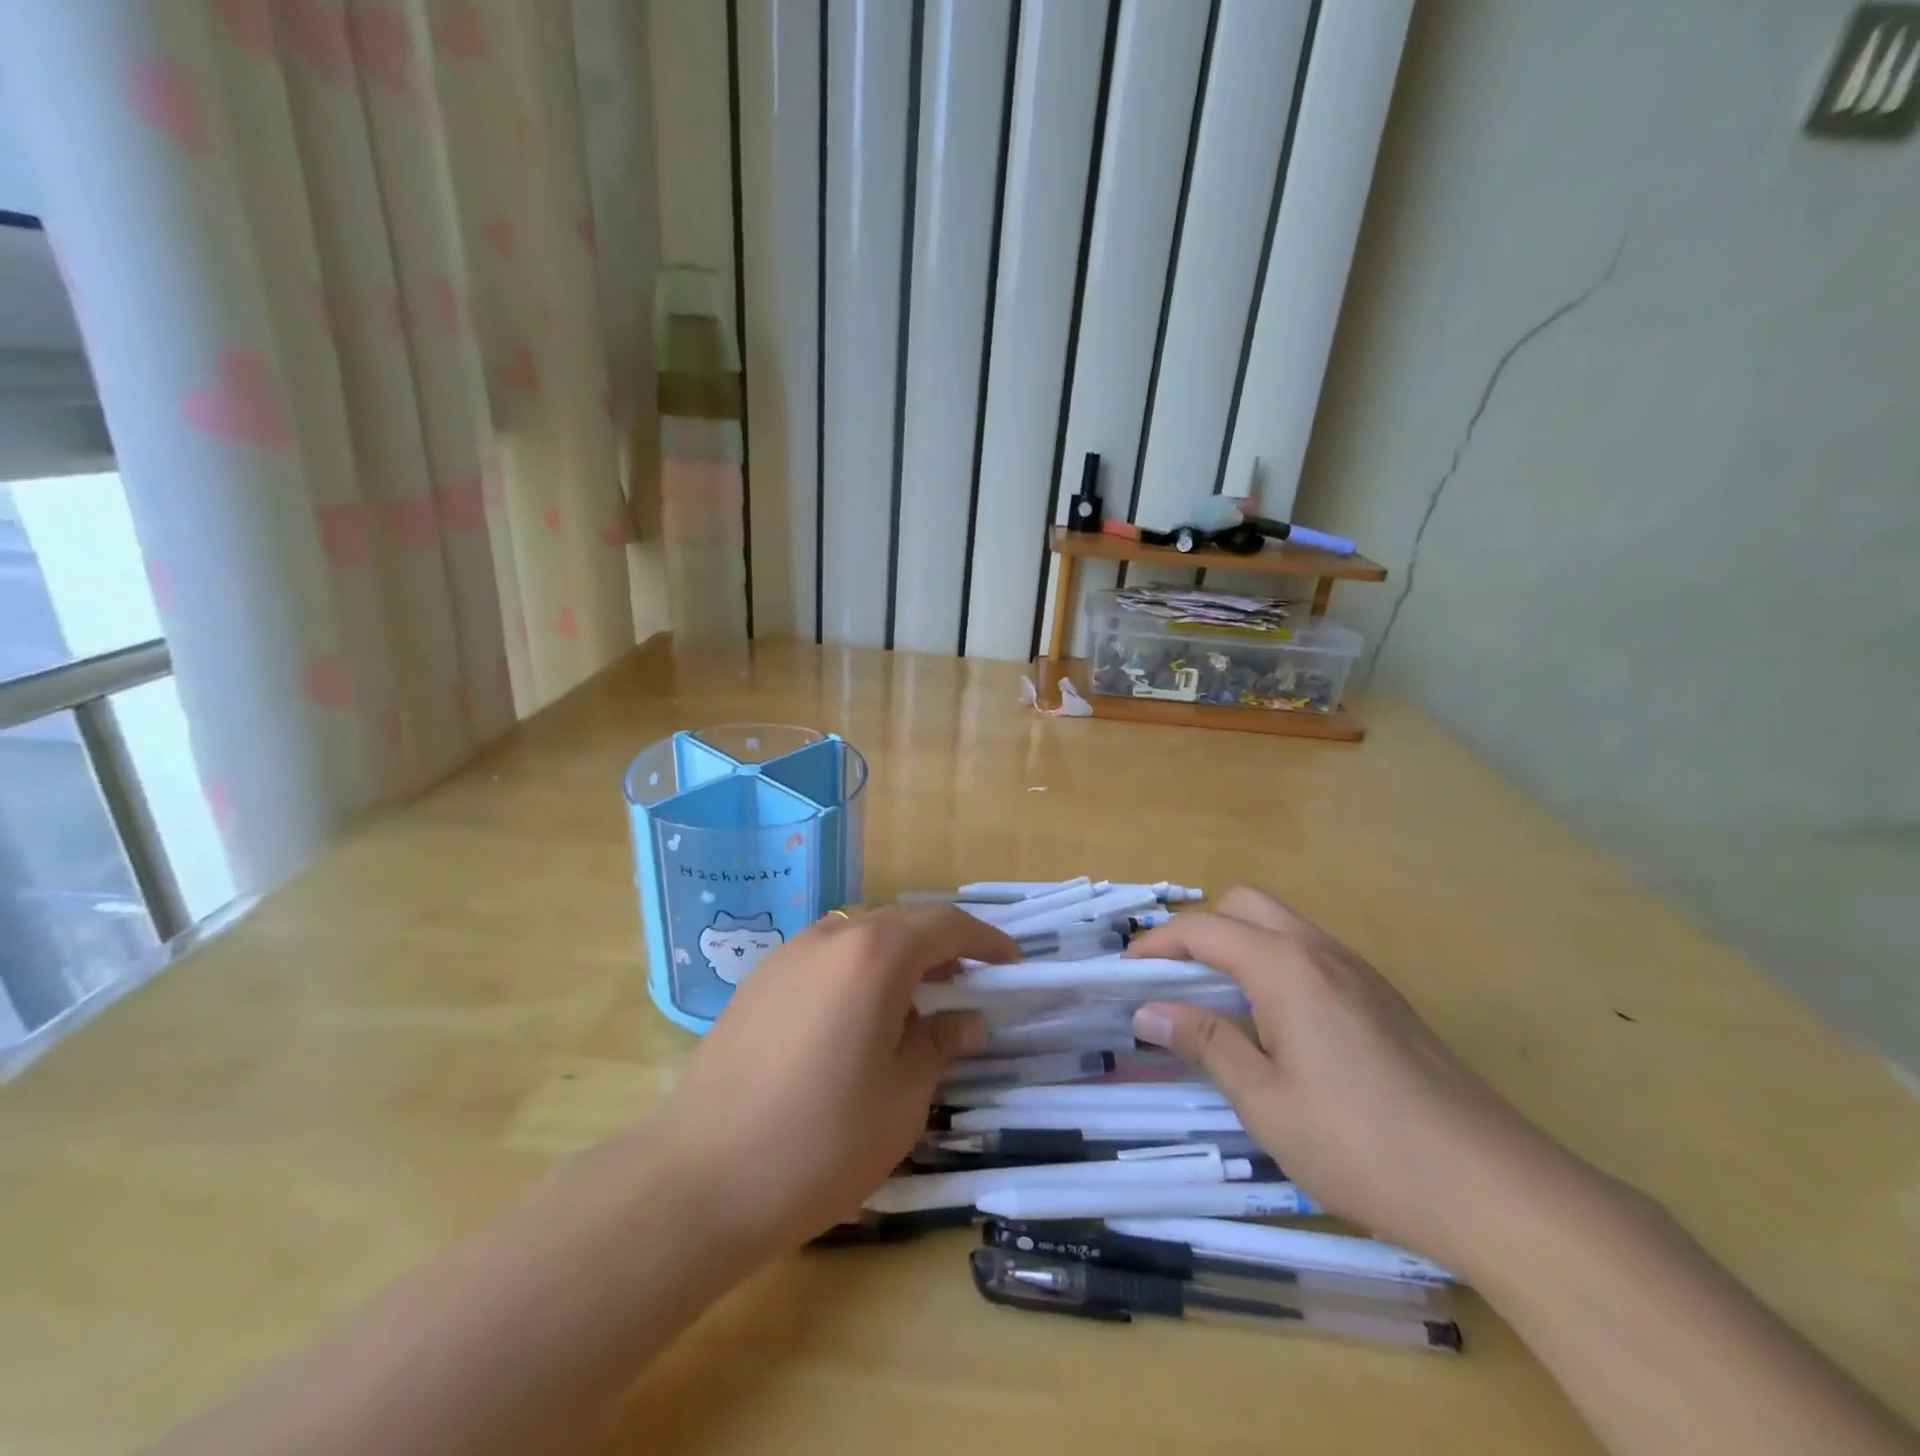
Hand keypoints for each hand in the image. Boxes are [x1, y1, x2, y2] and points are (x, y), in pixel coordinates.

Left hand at [643, 906, 1016, 1261]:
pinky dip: (856, 970)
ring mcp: (788, 954)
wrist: (700, 1180)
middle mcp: (831, 936)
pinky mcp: (758, 980)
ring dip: (897, 957)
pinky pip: (824, 957)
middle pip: (902, 922)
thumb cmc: (820, 1143)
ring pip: (860, 936)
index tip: (1011, 964)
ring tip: (914, 1003)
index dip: (986, 940)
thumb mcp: (902, 1099)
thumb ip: (940, 1044)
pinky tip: (856, 1018)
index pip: (946, 924)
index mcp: (875, 954)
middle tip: (967, 986)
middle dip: (941, 947)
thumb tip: (966, 1019)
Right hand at [1128, 887, 1579, 1272]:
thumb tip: (1148, 1012)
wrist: (1497, 1189)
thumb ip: (1205, 1044)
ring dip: (1237, 946)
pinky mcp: (1383, 998)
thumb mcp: (1266, 1103)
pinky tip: (1274, 1025)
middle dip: (1198, 931)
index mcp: (1286, 967)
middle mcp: (1321, 951)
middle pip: (1244, 905)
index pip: (1203, 930)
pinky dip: (1272, 964)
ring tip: (1215, 1003)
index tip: (1124, 977)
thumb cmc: (1364, 1146)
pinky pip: (1310, 954)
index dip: (1155, 946)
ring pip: (1281, 926)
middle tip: (1173, 983)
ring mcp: (1359, 972)